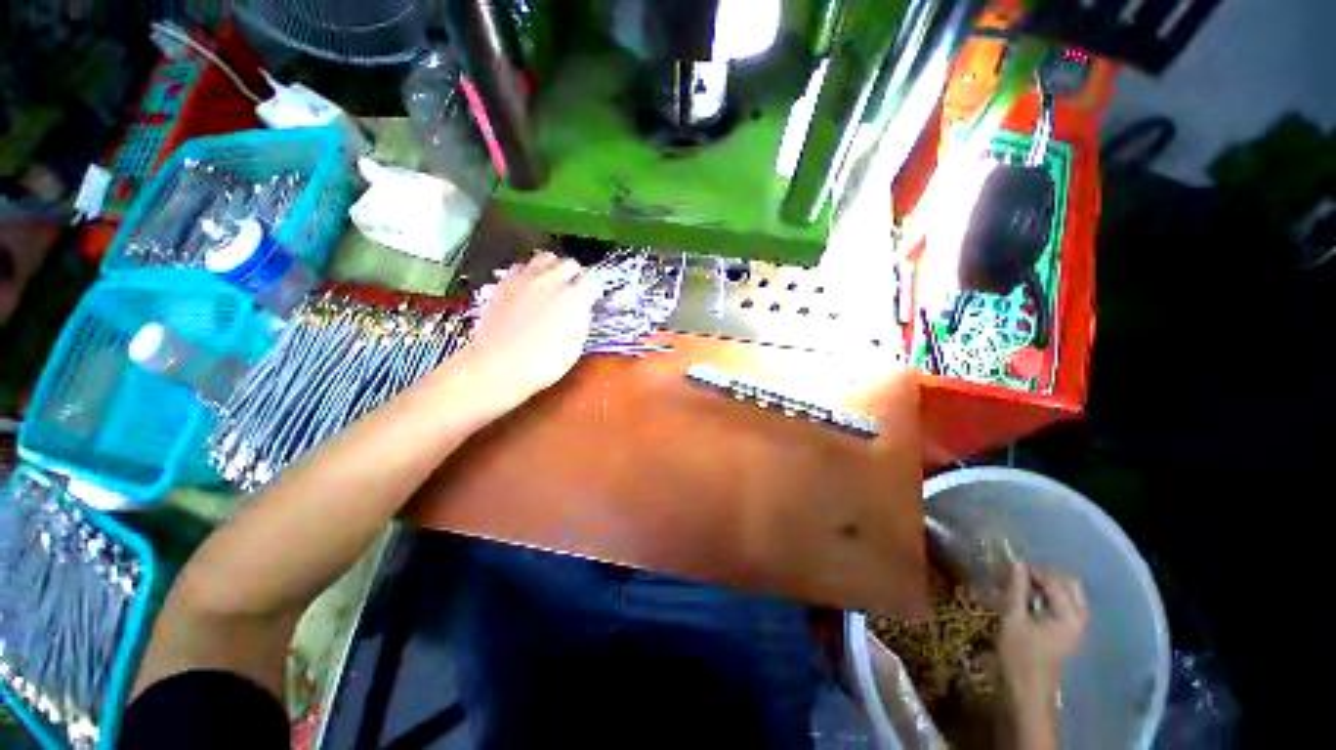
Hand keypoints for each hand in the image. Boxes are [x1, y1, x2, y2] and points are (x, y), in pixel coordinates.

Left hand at [448, 252, 600, 419]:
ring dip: (554, 267)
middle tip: (574, 290)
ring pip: (546, 257)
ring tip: (553, 281)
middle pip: (570, 264)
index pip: (592, 282)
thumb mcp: (576, 344)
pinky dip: (530, 271)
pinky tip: (529, 284)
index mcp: (574, 298)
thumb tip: (581, 307)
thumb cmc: (544, 362)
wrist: (500, 365)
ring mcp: (526, 279)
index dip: (593, 291)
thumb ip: (581, 318)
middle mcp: (552, 281)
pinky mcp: (506, 282)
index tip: (592, 299)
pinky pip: (522, 265)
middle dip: (576, 275)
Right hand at [998, 563, 1087, 716]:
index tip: (1010, 565)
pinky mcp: (1068, 632)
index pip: (1054, 582)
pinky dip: (1050, 597)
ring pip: (1069, 595)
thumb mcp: (1012, 617)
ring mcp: (1076, 627)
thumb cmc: (1019, 653)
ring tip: (1024, 585)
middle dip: (1045, 576)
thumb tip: (1017, 563)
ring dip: (1048, 586)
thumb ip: (1016, 589)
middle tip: (1020, 575)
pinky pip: (1066, 605)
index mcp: (1069, 616)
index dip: (1033, 571)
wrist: (1027, 688)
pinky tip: (1031, 599)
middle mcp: (1079, 619)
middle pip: (1069, 585)